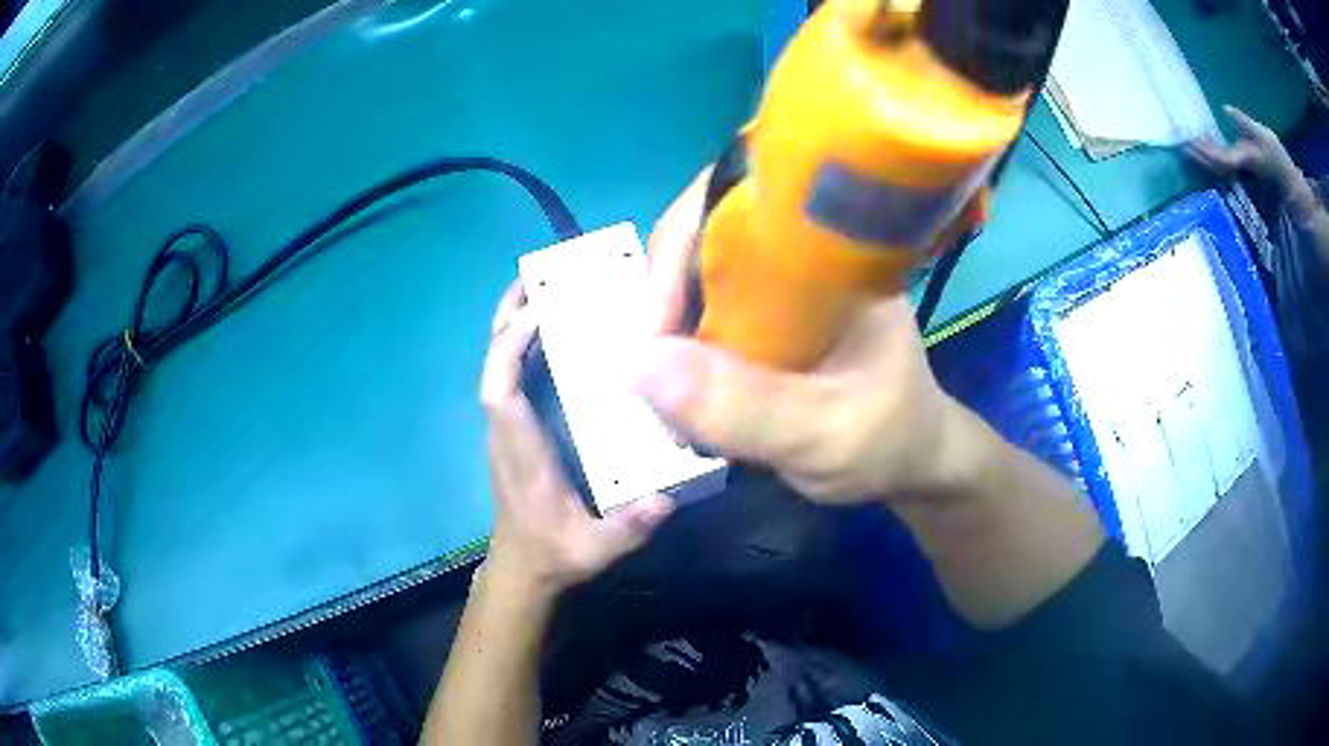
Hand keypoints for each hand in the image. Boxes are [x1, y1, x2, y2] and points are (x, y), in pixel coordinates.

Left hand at [479, 283, 673, 598]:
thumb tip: (665, 500)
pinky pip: (512, 373)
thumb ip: (626, 529)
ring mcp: (507, 426)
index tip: (540, 310)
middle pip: (492, 362)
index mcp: (519, 450)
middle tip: (538, 275)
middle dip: (508, 316)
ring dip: (515, 322)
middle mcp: (505, 429)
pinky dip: (524, 343)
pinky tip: (554, 330)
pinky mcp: (515, 427)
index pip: (499, 389)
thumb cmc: (554, 553)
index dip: (510, 346)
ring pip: (499, 363)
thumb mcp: (593, 550)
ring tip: (548, 287)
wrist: (524, 568)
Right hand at [636, 170, 961, 504]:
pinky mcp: (765, 308)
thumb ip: (746, 406)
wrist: (910, 458)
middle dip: (662, 295)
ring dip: (665, 328)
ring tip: (664, 396)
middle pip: (702, 229)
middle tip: (649, 372)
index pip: (740, 199)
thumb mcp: (827, 434)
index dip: (679, 245)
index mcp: (834, 248)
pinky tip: (680, 393)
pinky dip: (678, 348)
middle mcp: (802, 248)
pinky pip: (700, 308)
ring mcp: (780, 277)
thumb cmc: (888, 439)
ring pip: (693, 272)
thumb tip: (637, 364)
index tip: (654, 331)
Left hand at [1186, 105, 1300, 191]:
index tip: (1188, 141)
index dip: (1203, 151)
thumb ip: (1243, 123)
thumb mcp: (1262, 134)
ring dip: (1201, 154)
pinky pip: (1222, 161)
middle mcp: (1239, 168)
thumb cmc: (1276, 155)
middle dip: (1197, 154)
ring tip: (1185, 137)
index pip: (1219, 158)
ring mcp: (1240, 168)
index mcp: (1243, 159)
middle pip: (1213, 164)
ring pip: (1216, 165)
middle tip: (1178, 139)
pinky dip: (1210, 152)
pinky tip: (1203, 139)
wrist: (1287, 178)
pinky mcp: (1241, 166)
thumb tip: (1224, 108)